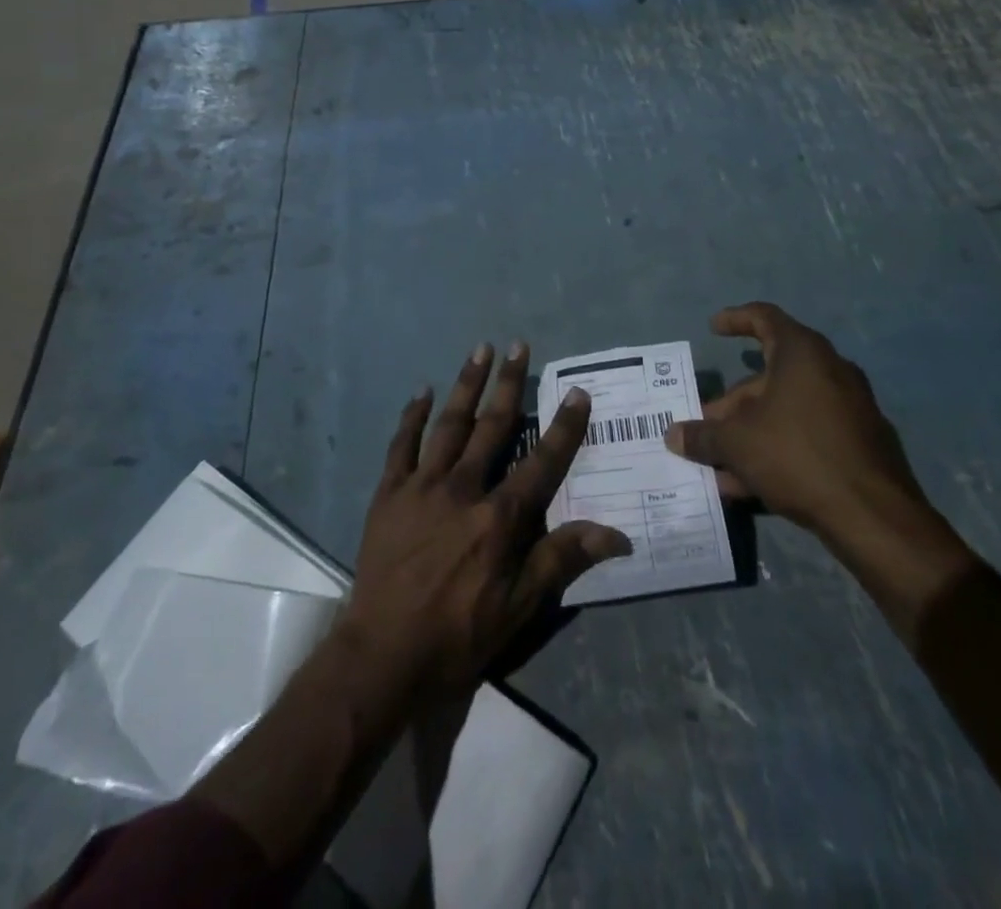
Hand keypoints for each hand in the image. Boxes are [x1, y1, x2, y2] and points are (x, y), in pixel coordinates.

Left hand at [344, 342, 631, 695]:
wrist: (382, 655)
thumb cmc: (457, 634)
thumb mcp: (519, 608)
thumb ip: (562, 560)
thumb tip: (618, 534)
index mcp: (499, 517)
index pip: (542, 462)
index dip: (564, 427)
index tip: (578, 392)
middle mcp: (464, 489)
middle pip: (493, 427)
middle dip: (510, 384)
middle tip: (519, 346)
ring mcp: (423, 486)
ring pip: (449, 424)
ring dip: (466, 384)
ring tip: (480, 350)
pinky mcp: (389, 493)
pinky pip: (402, 445)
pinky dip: (413, 417)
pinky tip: (422, 392)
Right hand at [665, 304, 967, 603]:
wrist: (874, 517)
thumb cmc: (797, 455)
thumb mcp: (737, 443)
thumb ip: (702, 436)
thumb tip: (674, 435)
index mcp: (803, 354)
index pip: (765, 318)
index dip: (736, 319)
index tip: (714, 328)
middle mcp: (830, 371)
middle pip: (769, 378)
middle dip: (732, 404)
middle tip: (705, 426)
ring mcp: (850, 409)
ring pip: (786, 411)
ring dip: (749, 433)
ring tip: (719, 464)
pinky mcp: (860, 444)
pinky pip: (806, 436)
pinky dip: (777, 449)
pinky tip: (749, 485)